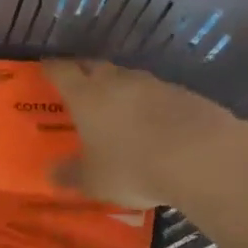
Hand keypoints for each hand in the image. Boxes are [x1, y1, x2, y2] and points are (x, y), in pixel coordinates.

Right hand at [41, 58, 241, 208]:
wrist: (203, 157)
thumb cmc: (133, 166)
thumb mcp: (94, 180)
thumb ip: (71, 175)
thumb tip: (52, 174)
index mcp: (86, 95)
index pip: (61, 71)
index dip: (51, 68)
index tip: (45, 68)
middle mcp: (117, 81)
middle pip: (95, 66)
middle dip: (84, 72)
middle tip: (77, 84)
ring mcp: (153, 84)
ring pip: (128, 78)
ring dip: (119, 87)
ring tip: (116, 105)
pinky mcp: (184, 94)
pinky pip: (157, 93)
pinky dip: (149, 103)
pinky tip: (153, 122)